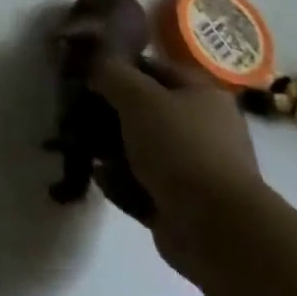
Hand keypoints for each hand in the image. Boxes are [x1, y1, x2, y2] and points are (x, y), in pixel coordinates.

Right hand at [94, 56, 267, 280]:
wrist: (216, 229)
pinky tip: (96, 176)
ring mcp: (194, 172)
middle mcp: (204, 131)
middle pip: (148, 112)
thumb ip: (111, 74)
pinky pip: (142, 187)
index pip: (156, 69)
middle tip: (79, 109)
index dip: (122, 66)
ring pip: (143, 151)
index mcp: (203, 96)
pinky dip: (119, 182)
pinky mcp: (181, 208)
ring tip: (81, 144)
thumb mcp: (137, 96)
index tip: (88, 71)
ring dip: (112, 149)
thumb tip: (94, 68)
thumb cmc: (180, 147)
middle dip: (112, 112)